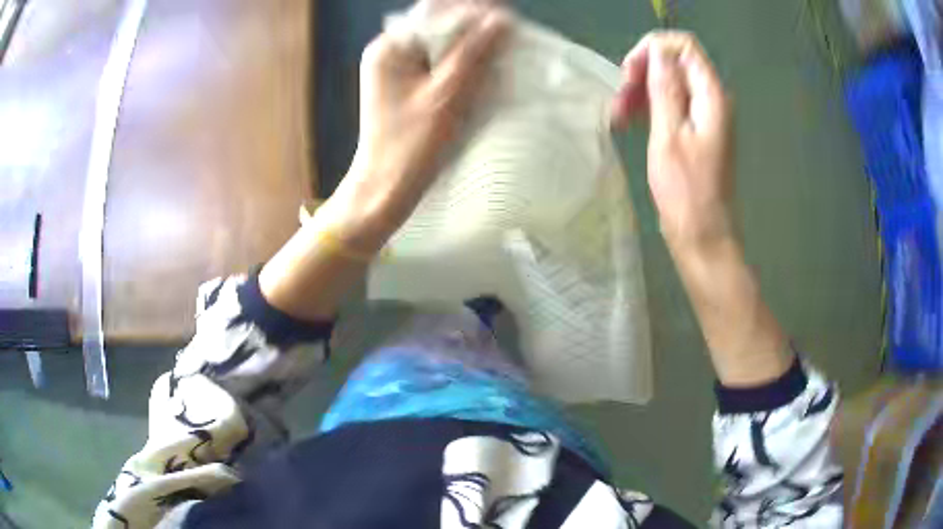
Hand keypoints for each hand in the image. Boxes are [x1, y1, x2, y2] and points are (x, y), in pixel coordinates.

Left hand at [327, 2, 509, 250]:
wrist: (385, 189)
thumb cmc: (410, 146)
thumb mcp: (446, 96)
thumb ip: (473, 54)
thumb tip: (502, 20)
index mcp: (390, 48)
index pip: (436, 13)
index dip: (473, 13)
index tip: (508, 22)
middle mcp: (390, 52)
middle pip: (438, 27)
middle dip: (474, 30)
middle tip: (508, 40)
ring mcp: (396, 69)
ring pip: (441, 46)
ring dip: (470, 48)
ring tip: (500, 55)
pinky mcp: (406, 86)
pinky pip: (438, 64)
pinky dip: (461, 65)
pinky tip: (481, 73)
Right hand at [612, 31, 734, 254]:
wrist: (702, 235)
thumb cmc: (686, 191)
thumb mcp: (669, 134)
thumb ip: (665, 88)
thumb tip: (657, 51)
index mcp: (711, 96)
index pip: (683, 46)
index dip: (653, 50)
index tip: (629, 74)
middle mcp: (711, 100)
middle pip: (674, 63)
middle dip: (643, 72)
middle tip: (619, 98)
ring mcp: (704, 116)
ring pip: (669, 84)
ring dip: (642, 91)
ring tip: (618, 115)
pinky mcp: (695, 132)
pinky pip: (671, 105)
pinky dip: (649, 107)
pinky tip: (629, 122)